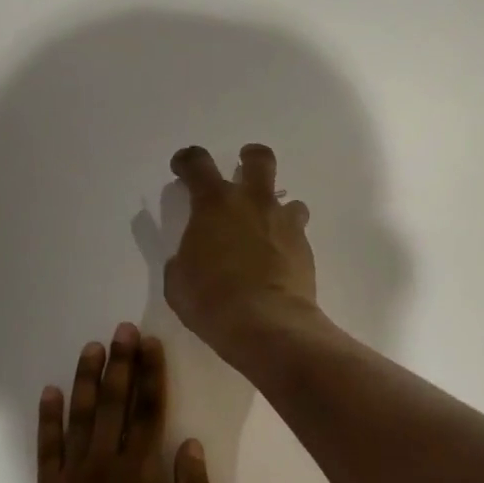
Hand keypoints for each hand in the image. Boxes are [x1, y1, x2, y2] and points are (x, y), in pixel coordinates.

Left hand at [33, 324, 209, 482]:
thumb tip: (190, 442)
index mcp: (142, 473)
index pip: (149, 411)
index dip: (151, 374)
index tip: (151, 344)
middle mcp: (106, 465)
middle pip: (114, 404)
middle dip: (121, 363)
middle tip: (123, 330)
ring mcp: (73, 476)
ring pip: (80, 417)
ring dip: (87, 379)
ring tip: (92, 348)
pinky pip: (46, 448)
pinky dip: (47, 418)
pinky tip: (50, 391)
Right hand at [165, 144, 319, 360]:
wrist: (266, 324)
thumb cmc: (210, 300)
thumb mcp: (178, 281)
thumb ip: (184, 259)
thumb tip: (190, 257)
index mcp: (215, 204)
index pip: (197, 164)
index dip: (187, 161)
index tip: (182, 168)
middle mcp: (253, 203)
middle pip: (259, 160)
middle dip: (250, 158)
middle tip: (243, 168)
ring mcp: (284, 223)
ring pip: (289, 199)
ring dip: (276, 208)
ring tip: (267, 229)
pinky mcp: (305, 248)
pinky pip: (297, 233)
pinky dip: (286, 241)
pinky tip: (278, 262)